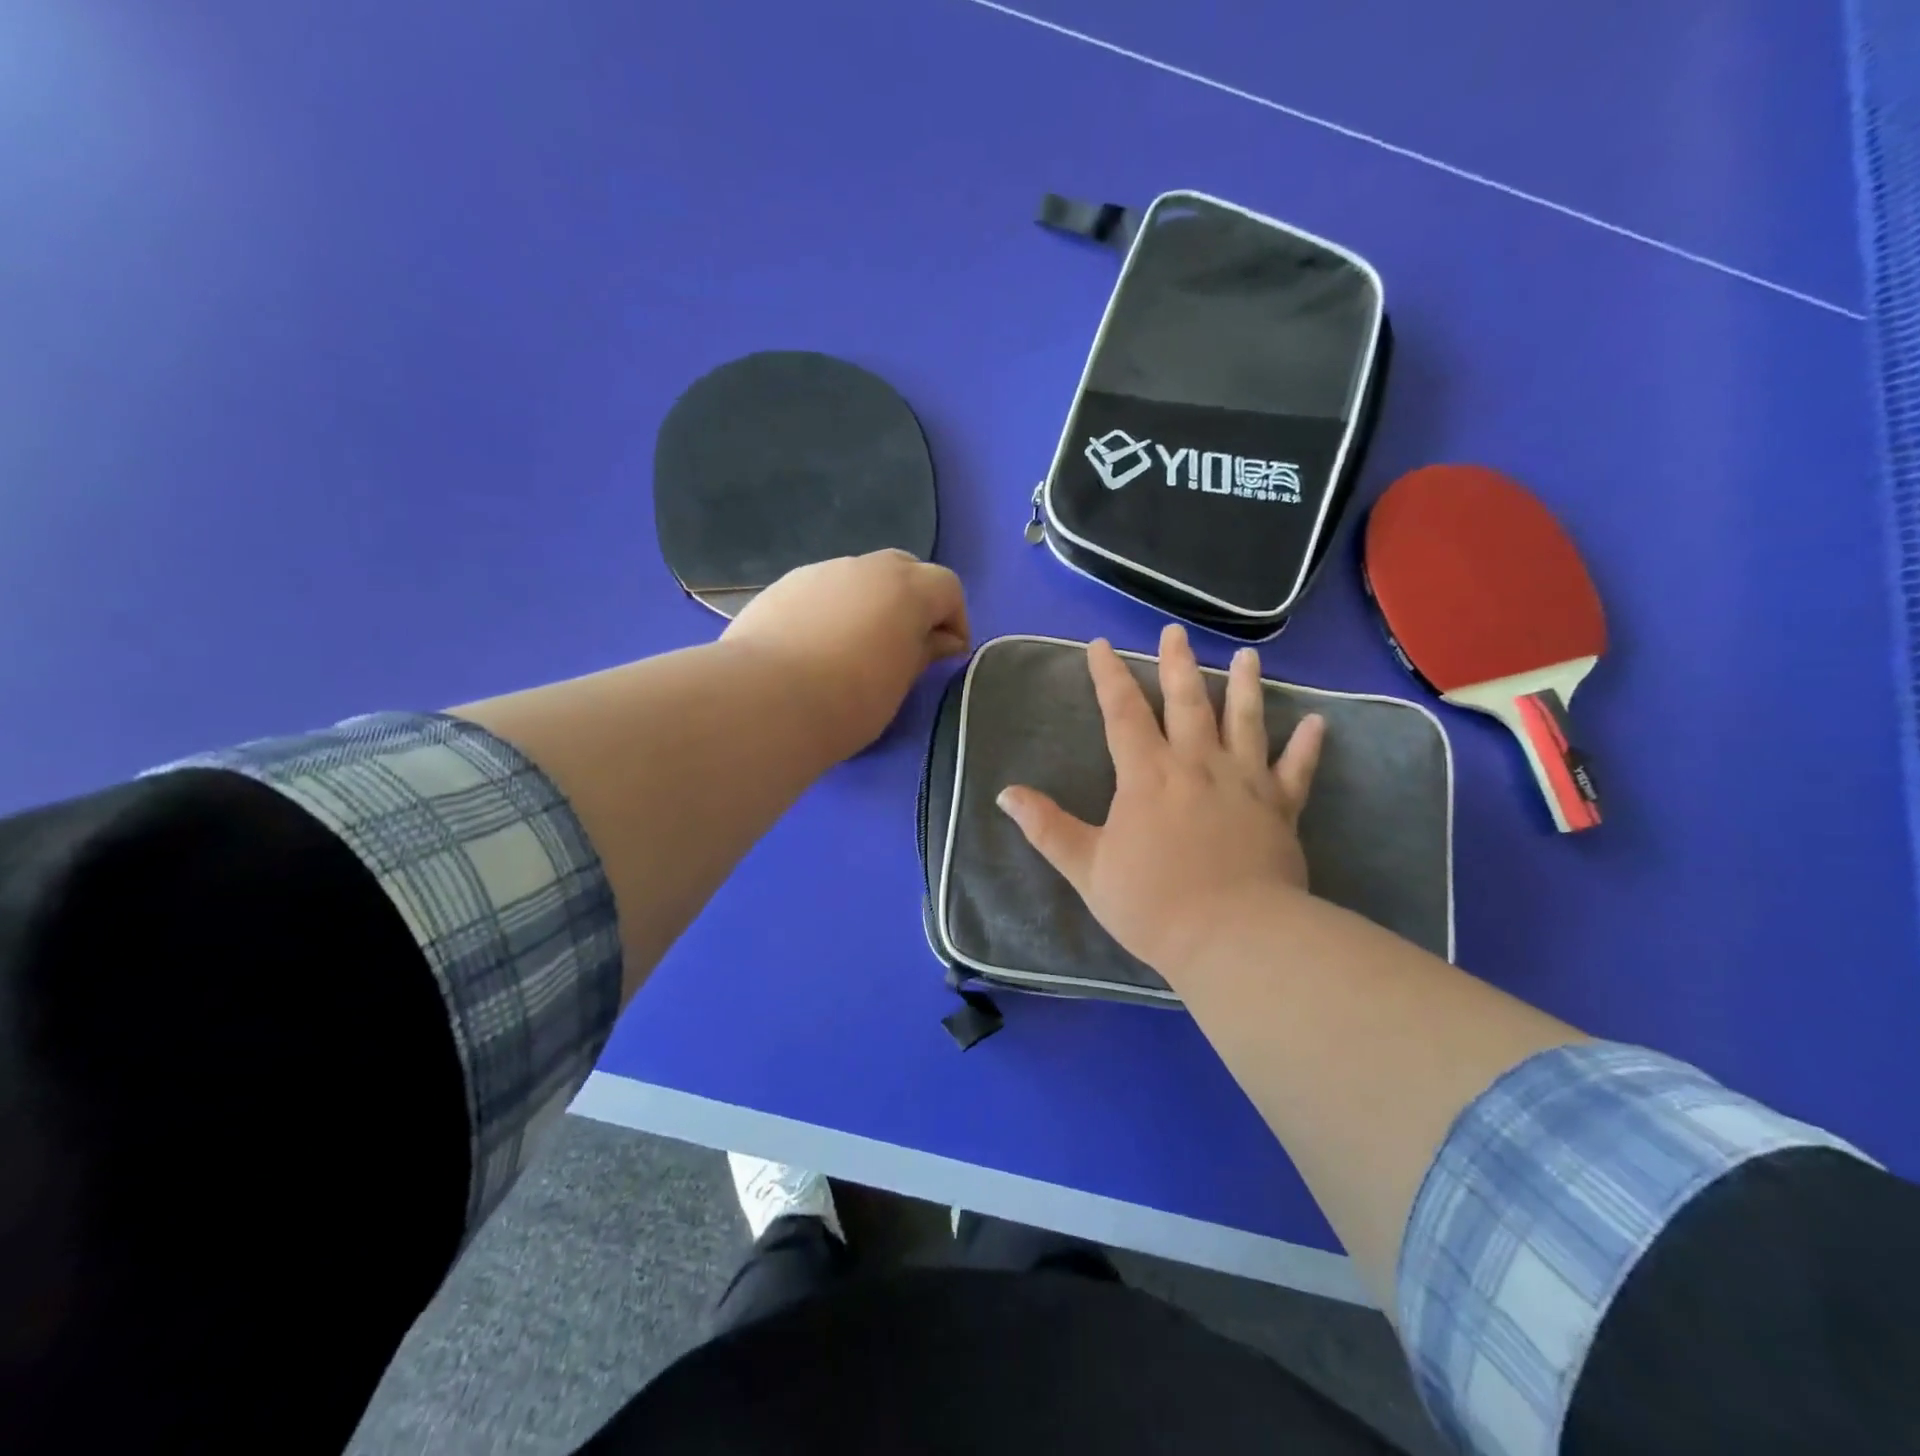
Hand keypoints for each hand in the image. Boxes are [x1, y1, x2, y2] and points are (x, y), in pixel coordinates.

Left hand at [722, 550, 969, 760]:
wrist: (766, 701)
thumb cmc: (849, 700)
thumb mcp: (899, 683)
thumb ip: (924, 653)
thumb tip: (941, 641)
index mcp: (906, 588)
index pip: (947, 587)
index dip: (955, 619)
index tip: (948, 655)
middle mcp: (865, 567)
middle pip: (905, 570)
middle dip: (915, 601)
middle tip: (908, 643)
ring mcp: (820, 572)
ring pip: (860, 577)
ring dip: (871, 602)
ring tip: (858, 646)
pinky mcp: (783, 586)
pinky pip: (823, 590)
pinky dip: (834, 609)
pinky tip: (818, 645)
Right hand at [997, 623, 1324, 983]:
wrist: (1233, 938)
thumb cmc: (1153, 904)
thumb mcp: (1087, 868)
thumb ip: (1047, 827)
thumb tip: (1004, 794)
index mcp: (1147, 775)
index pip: (1122, 712)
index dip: (1108, 675)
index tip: (1100, 644)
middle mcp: (1198, 765)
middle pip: (1188, 702)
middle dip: (1178, 665)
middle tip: (1175, 632)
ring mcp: (1245, 783)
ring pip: (1246, 721)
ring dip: (1246, 686)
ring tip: (1248, 656)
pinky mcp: (1281, 808)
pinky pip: (1297, 770)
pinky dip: (1308, 745)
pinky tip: (1318, 721)